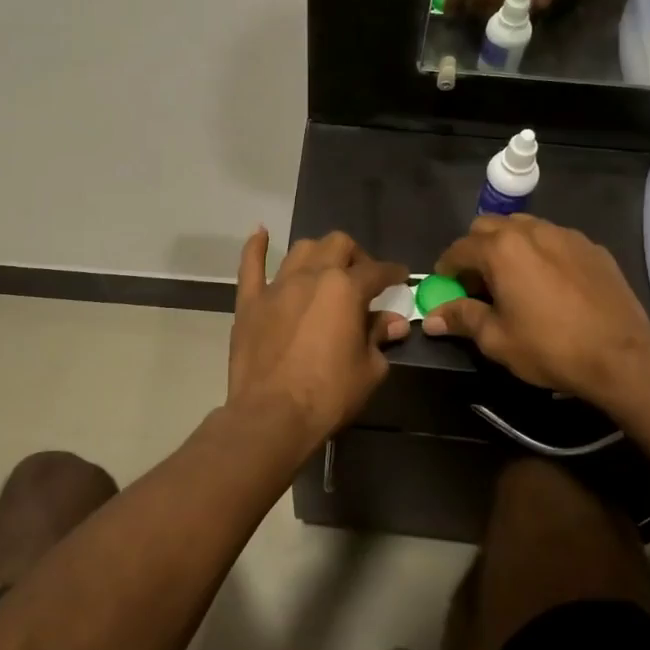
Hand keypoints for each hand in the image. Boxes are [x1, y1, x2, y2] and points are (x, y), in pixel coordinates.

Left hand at [228, 228, 408, 450]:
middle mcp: (312, 276)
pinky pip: (250, 265)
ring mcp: (276, 286)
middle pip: (338, 245)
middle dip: (356, 256)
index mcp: (345, 289)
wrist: (272, 416)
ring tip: (325, 268)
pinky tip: (261, 233)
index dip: (393, 273)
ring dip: (319, 253)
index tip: (400, 277)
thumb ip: (379, 337)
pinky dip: (256, 247)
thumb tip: (393, 322)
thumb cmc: (328, 394)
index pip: (377, 271)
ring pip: (301, 250)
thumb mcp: (369, 369)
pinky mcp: (249, 302)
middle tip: (363, 278)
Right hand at [421, 215, 649, 405]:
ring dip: (508, 245)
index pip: (459, 248)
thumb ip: (462, 318)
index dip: (447, 268)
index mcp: (501, 249)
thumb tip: (432, 318)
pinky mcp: (592, 247)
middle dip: (476, 249)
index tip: (446, 286)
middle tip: (478, 282)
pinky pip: (554, 239)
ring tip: (513, 278)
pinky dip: (541, 252)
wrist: (622, 356)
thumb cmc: (550, 347)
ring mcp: (565, 235)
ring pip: (524, 226)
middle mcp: (531, 231)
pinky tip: (549, 282)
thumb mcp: (497, 339)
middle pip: (489, 226)